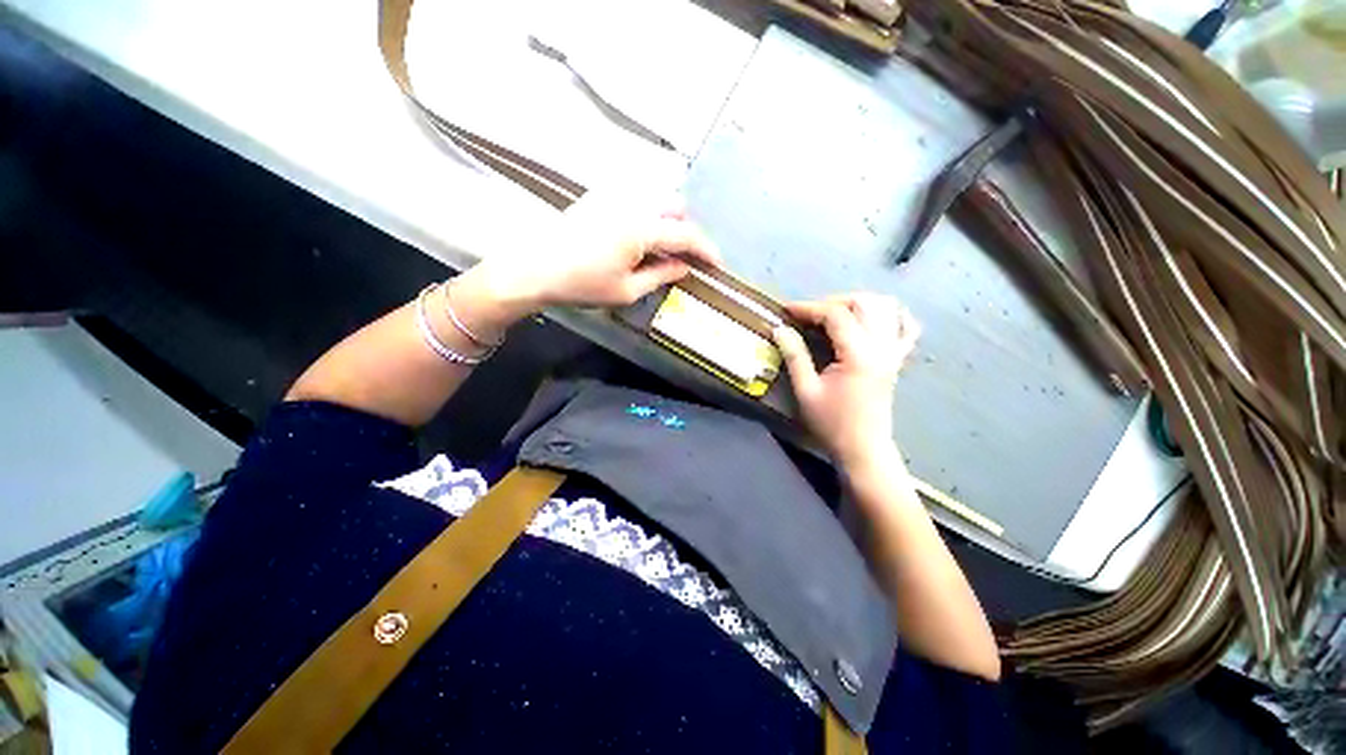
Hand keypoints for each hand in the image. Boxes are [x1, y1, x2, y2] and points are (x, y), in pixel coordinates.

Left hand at [472, 190, 721, 312]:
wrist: (534, 268)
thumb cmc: (582, 284)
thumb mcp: (627, 290)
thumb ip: (661, 275)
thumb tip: (685, 267)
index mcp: (641, 228)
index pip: (685, 235)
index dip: (706, 250)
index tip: (717, 265)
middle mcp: (632, 203)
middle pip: (675, 209)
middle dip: (686, 232)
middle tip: (683, 259)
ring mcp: (614, 196)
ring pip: (656, 201)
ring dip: (668, 224)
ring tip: (661, 252)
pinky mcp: (599, 197)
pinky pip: (636, 200)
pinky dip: (648, 217)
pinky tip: (637, 239)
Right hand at [773, 295, 920, 466]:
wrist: (863, 449)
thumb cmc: (832, 423)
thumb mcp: (806, 390)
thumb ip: (794, 356)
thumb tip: (780, 329)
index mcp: (858, 355)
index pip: (835, 315)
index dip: (808, 308)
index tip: (786, 310)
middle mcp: (882, 347)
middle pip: (864, 302)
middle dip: (832, 301)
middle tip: (809, 315)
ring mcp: (894, 352)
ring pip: (887, 307)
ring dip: (859, 303)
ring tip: (835, 314)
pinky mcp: (898, 360)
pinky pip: (906, 327)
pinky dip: (891, 315)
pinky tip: (872, 320)